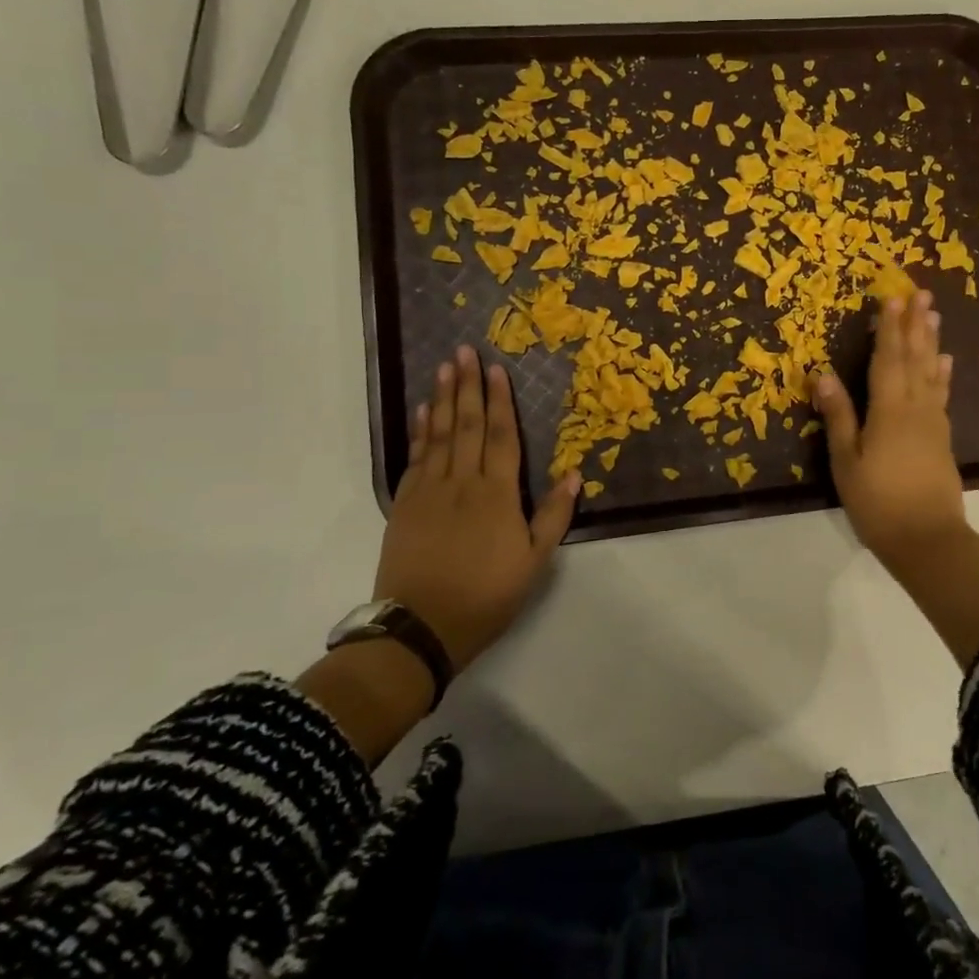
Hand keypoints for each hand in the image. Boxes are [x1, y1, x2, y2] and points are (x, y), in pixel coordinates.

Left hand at [375, 345, 580, 672]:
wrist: (420, 627)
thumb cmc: (486, 595)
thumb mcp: (534, 562)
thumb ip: (553, 516)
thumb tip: (575, 474)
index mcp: (497, 494)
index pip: (502, 437)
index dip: (501, 401)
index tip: (496, 368)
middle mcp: (462, 483)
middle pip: (468, 425)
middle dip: (468, 386)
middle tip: (464, 351)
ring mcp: (429, 491)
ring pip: (439, 435)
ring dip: (444, 399)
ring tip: (445, 368)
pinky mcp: (404, 505)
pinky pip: (415, 458)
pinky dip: (421, 431)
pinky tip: (424, 412)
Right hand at [814, 288, 965, 570]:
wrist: (927, 539)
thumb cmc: (878, 502)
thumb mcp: (846, 461)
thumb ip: (839, 416)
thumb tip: (823, 373)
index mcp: (888, 410)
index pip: (887, 359)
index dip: (888, 328)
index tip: (891, 297)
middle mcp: (915, 408)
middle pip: (915, 358)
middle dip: (915, 324)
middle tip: (921, 292)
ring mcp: (933, 422)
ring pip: (931, 372)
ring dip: (931, 341)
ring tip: (934, 315)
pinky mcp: (942, 438)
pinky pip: (941, 395)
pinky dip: (942, 375)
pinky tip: (945, 363)